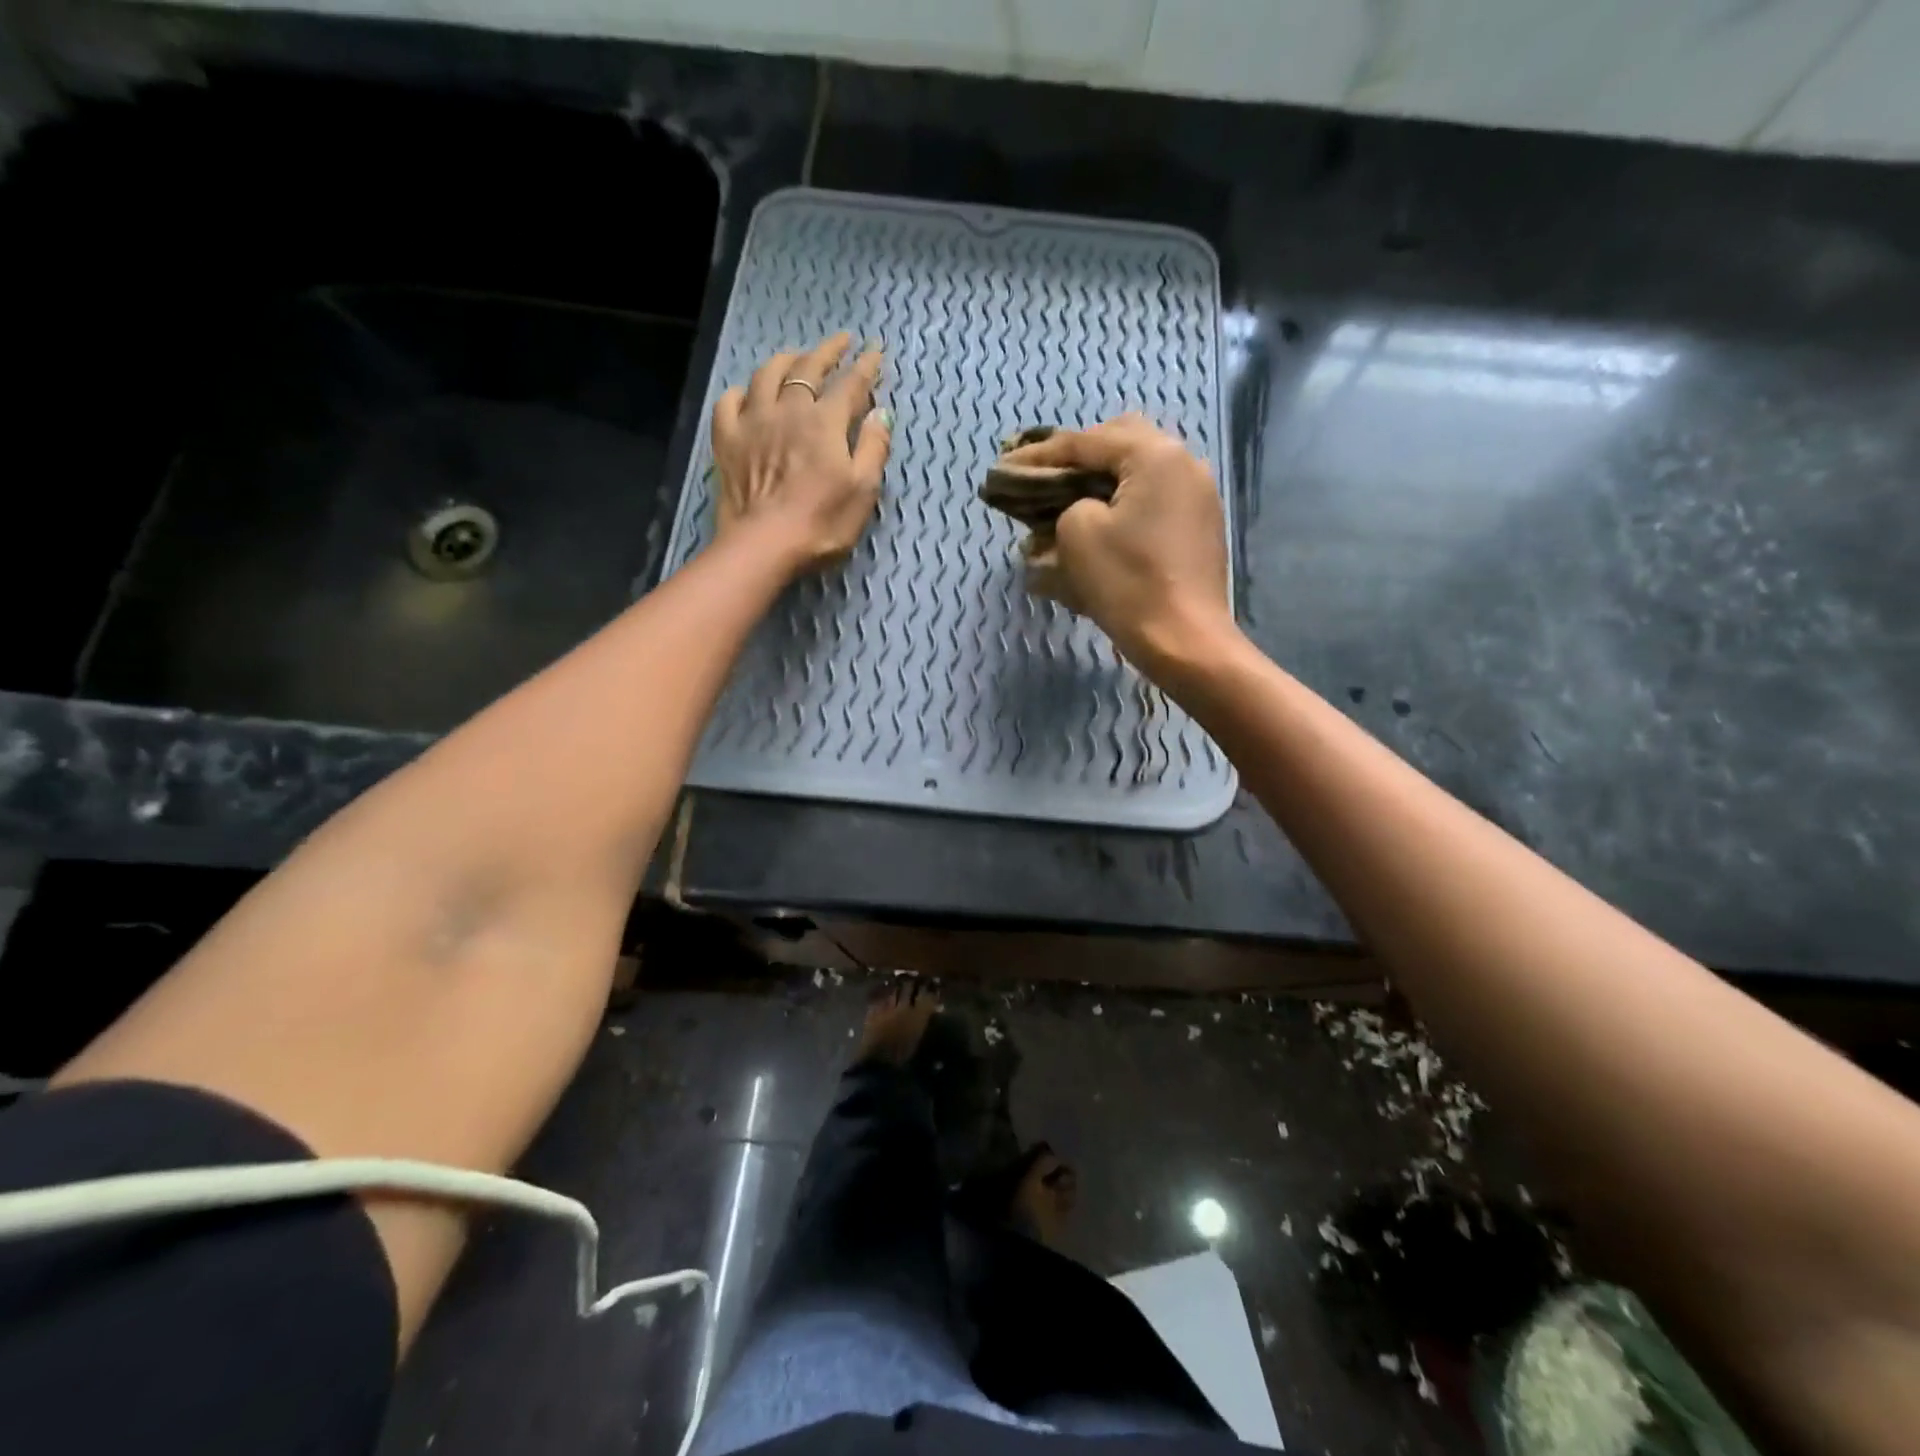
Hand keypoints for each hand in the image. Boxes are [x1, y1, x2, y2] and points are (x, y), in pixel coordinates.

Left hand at [711, 333, 890, 572]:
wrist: (764, 545)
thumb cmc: (822, 523)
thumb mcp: (863, 491)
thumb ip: (874, 449)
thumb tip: (880, 414)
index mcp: (825, 422)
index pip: (850, 384)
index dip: (866, 366)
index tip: (876, 352)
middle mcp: (789, 410)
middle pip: (808, 368)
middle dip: (827, 352)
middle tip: (840, 342)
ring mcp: (753, 422)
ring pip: (767, 375)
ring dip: (785, 360)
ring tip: (795, 356)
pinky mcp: (727, 440)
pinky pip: (729, 402)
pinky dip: (741, 392)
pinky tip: (747, 394)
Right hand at [1002, 415, 1234, 671]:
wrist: (1185, 642)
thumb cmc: (1128, 583)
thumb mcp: (1077, 534)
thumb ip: (1067, 503)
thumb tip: (1076, 509)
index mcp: (1155, 455)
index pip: (1086, 441)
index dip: (1040, 455)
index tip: (1005, 468)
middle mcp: (1183, 464)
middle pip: (1120, 443)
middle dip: (1078, 458)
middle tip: (1043, 479)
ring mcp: (1197, 497)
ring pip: (1138, 474)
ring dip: (1100, 484)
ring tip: (1066, 505)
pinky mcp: (1198, 529)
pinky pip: (1152, 503)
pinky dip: (1121, 507)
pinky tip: (1098, 529)